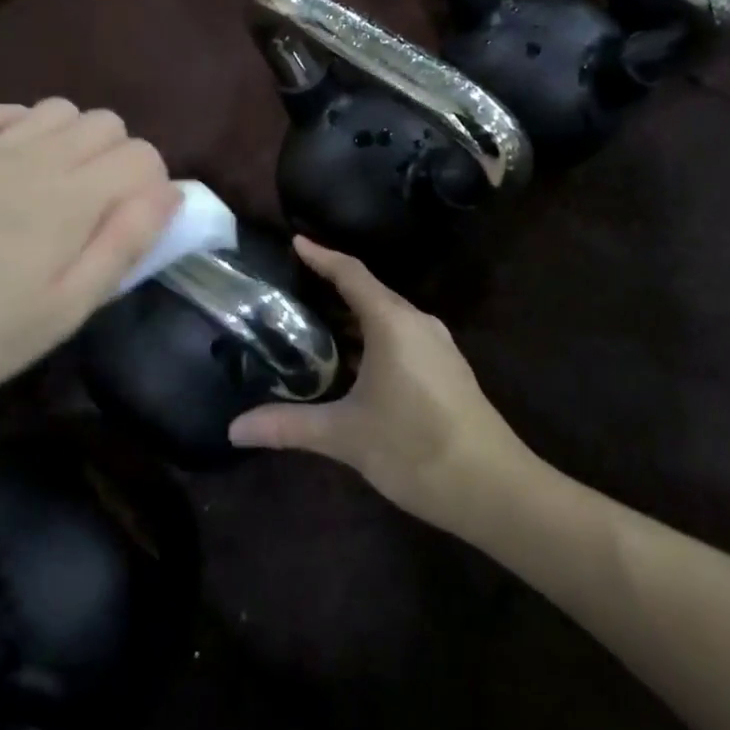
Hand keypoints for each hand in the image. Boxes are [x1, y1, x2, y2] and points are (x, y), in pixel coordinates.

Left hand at [0, 99, 178, 412]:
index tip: (134, 228)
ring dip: (76, 139)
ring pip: (60, 108)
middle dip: (121, 160)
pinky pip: (0, 110)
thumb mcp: (63, 311)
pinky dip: (22, 125)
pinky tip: (14, 162)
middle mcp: (37, 157)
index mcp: (71, 198)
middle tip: (99, 214)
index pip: (143, 157)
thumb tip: (170, 194)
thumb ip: (123, 246)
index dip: (153, 188)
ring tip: (60, 188)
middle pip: (108, 123)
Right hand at [229, 238, 535, 532]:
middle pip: (369, 292)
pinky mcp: (447, 369)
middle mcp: (417, 322)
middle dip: (331, 288)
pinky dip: (372, 338)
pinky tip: (354, 364)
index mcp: (392, 322)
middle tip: (292, 289)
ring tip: (314, 325)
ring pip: (387, 317)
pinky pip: (402, 337)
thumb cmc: (415, 447)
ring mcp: (437, 345)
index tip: (295, 241)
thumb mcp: (346, 436)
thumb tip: (235, 428)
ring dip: (353, 318)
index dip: (321, 256)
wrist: (494, 487)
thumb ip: (289, 426)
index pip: (351, 274)